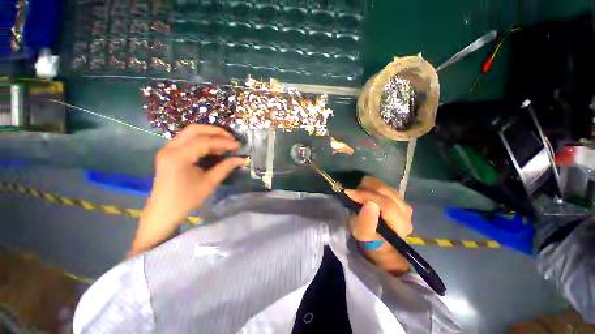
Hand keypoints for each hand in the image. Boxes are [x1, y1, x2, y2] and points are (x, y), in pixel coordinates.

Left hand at [130, 124, 246, 255]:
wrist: (163, 212)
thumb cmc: (186, 200)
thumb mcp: (209, 183)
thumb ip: (225, 167)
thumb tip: (242, 159)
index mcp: (178, 157)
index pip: (204, 142)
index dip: (223, 142)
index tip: (238, 146)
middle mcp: (170, 148)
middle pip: (194, 129)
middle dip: (215, 131)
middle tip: (231, 138)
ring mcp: (167, 149)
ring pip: (190, 133)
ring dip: (209, 135)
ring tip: (225, 143)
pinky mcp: (169, 153)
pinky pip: (187, 140)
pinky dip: (202, 140)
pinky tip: (213, 148)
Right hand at [345, 176, 412, 275]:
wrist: (381, 242)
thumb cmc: (370, 241)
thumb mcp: (363, 235)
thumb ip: (366, 222)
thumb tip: (369, 203)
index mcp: (400, 223)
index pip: (385, 203)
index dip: (365, 196)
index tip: (349, 193)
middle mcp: (406, 211)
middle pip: (386, 191)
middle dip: (365, 189)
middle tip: (352, 193)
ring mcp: (404, 203)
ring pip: (385, 186)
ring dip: (368, 187)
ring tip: (358, 194)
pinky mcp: (399, 198)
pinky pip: (384, 186)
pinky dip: (372, 186)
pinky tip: (366, 192)